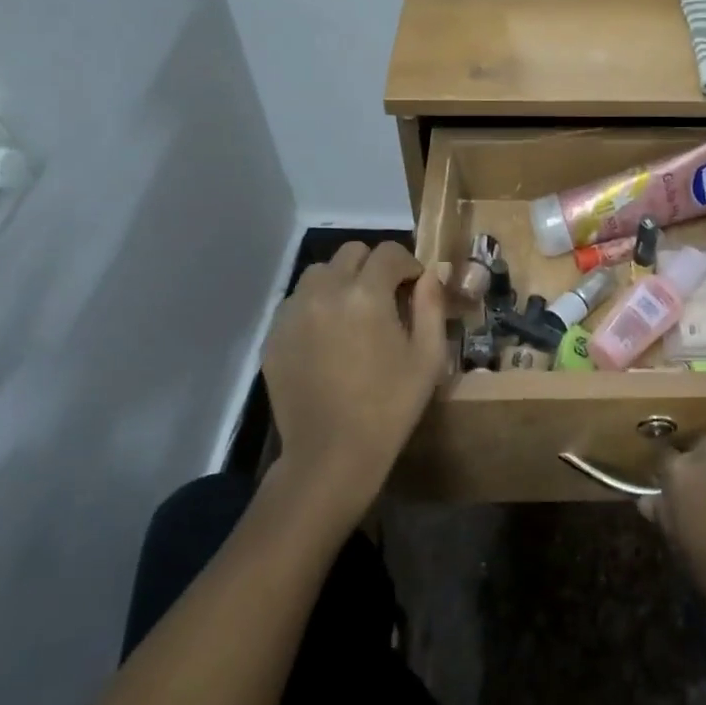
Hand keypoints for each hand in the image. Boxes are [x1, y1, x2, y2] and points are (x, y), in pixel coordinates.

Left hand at [261, 241, 446, 543]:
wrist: (331, 453)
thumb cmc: (390, 406)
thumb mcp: (429, 357)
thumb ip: (432, 306)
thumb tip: (429, 275)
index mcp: (366, 294)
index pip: (389, 252)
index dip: (408, 264)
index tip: (415, 287)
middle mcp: (324, 291)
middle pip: (351, 253)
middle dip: (374, 267)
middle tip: (386, 299)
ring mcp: (293, 312)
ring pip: (319, 273)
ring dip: (342, 281)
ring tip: (353, 314)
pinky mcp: (273, 335)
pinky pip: (297, 302)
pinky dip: (316, 306)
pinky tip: (329, 338)